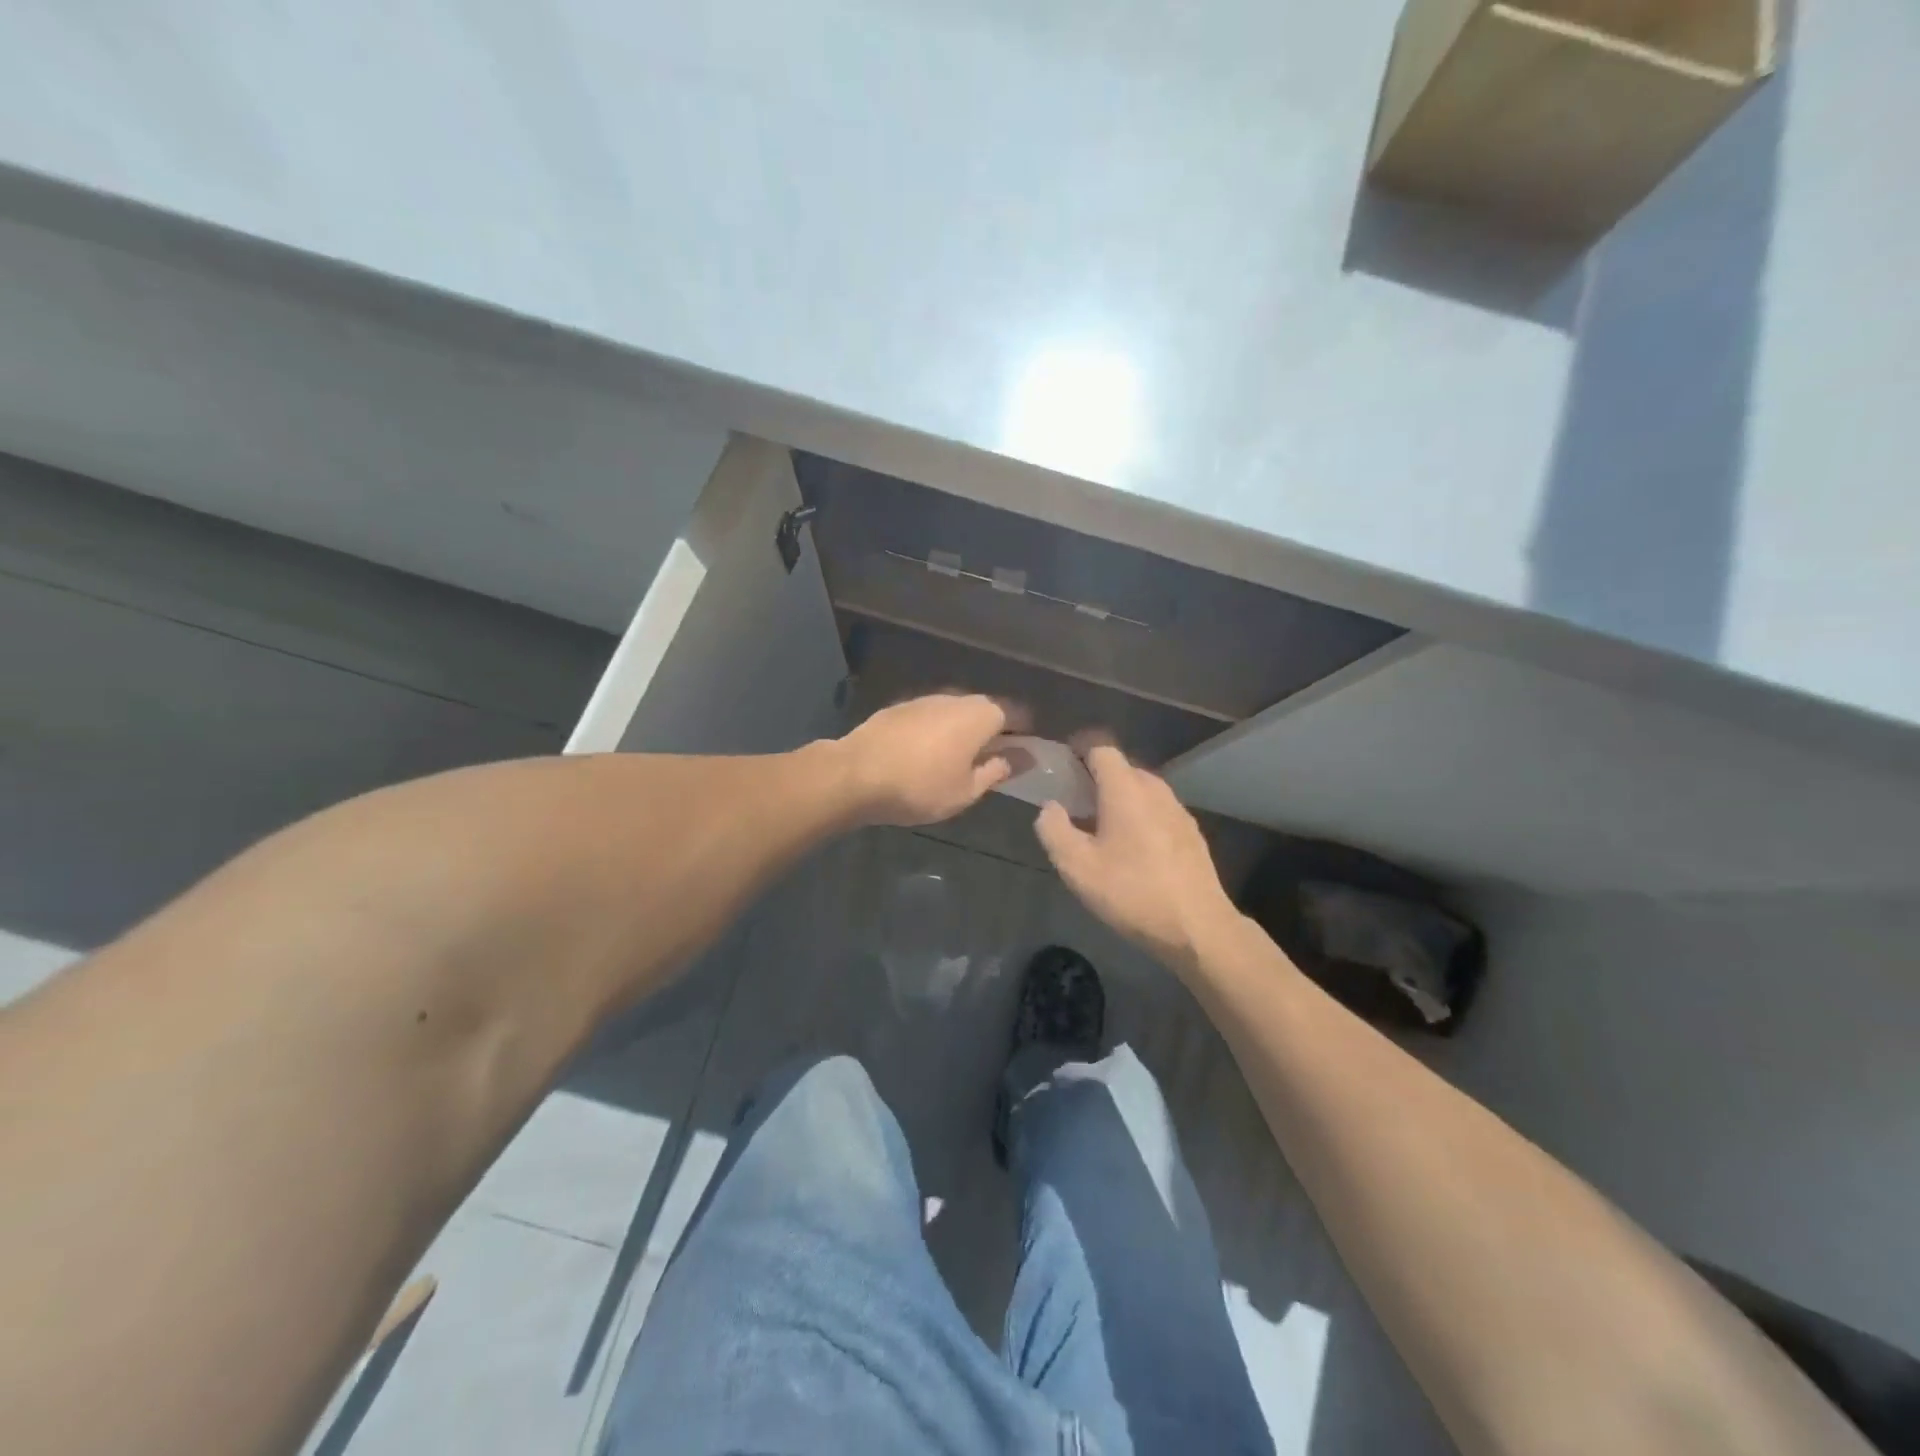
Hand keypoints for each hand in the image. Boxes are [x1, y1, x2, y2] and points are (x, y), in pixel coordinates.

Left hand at [837, 694, 1019, 826]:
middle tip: (995, 758)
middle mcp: (956, 698)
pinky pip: (930, 717)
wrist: (855, 774)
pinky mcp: (899, 708)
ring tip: (960, 758)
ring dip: (963, 730)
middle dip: (994, 730)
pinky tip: (927, 754)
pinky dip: (937, 731)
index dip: (1025, 731)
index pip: (1016, 714)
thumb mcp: (967, 789)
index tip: (1028, 750)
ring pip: (956, 712)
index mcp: (980, 715)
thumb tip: (1025, 757)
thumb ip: (998, 770)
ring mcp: (924, 700)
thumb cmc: (920, 787)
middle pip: (985, 710)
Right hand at [1034, 745, 1238, 975]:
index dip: (1079, 752)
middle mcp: (1155, 790)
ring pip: (1141, 791)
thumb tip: (1050, 807)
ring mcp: (1178, 811)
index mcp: (1126, 789)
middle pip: (1122, 769)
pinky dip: (1139, 817)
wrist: (1197, 928)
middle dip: (1096, 780)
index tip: (1062, 769)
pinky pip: (1157, 811)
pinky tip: (1132, 850)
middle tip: (1074, 806)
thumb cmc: (1131, 892)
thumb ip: (1054, 830)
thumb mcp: (1077, 867)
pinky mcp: (1191, 834)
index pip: (1101, 749)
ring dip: (1119, 800)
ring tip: (1100, 830)